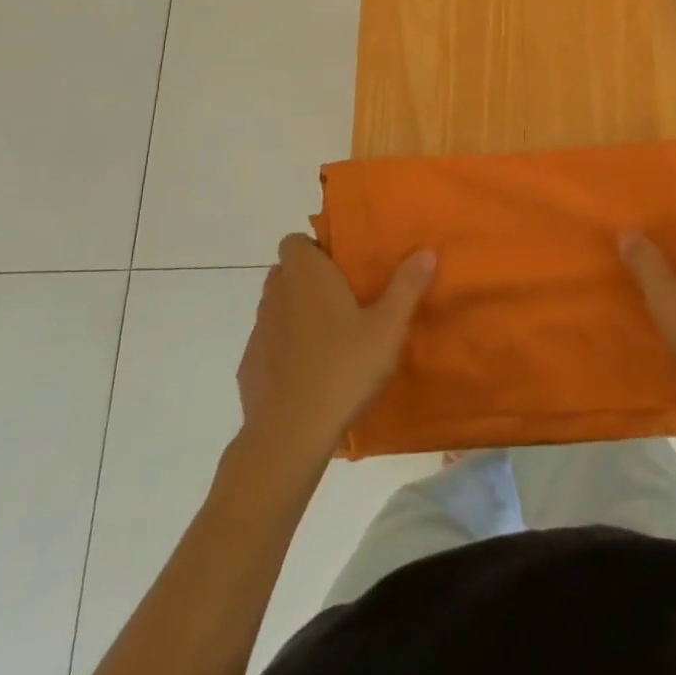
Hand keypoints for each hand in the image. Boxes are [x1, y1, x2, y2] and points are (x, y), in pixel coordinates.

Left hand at [237, 234, 435, 457]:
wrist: (290, 433)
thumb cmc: (343, 367)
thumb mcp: (388, 327)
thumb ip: (407, 286)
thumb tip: (426, 251)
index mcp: (306, 275)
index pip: (294, 241)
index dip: (314, 248)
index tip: (341, 266)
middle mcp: (276, 294)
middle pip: (286, 272)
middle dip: (309, 280)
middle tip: (343, 299)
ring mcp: (258, 331)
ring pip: (276, 308)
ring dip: (296, 314)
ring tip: (330, 337)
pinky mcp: (249, 367)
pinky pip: (269, 345)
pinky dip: (284, 350)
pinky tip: (309, 373)